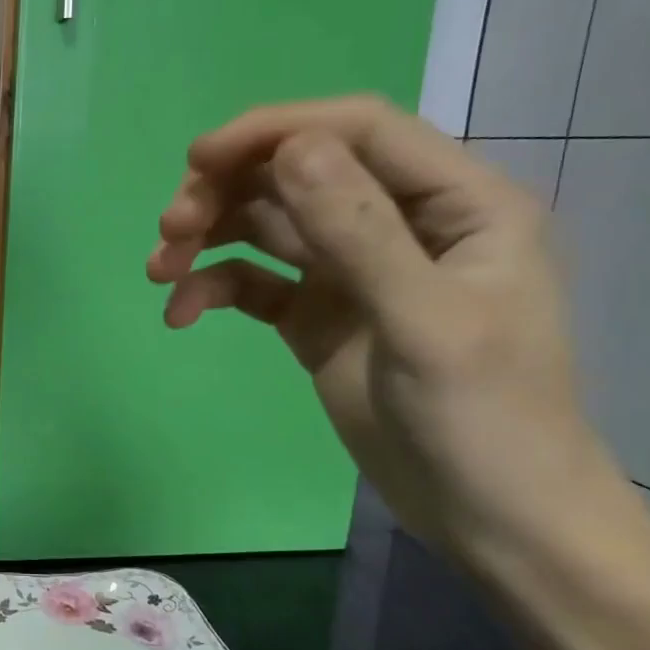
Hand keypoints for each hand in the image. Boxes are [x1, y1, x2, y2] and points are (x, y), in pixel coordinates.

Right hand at [147, 95, 616, 565]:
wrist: (490, 519)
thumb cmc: (485, 420)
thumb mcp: (425, 322)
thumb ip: (359, 231)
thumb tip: (291, 147)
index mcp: (457, 203)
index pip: (358, 130)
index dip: (275, 130)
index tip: (198, 159)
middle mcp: (402, 222)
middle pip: (298, 172)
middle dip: (226, 191)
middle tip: (170, 229)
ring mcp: (354, 270)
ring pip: (267, 224)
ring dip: (208, 237)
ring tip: (160, 271)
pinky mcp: (318, 314)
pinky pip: (255, 281)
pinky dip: (214, 289)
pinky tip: (182, 315)